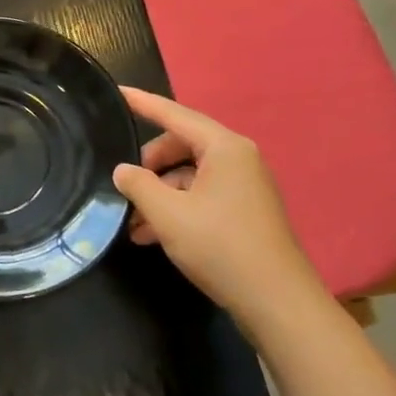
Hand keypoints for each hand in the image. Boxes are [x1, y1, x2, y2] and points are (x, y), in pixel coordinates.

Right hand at [112, 87, 325, 322]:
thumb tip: (122, 170)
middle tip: (123, 187)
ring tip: (132, 223)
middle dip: (148, 165)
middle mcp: (238, 159)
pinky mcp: (244, 212)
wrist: (277, 302)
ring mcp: (244, 186)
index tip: (118, 93)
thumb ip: (138, 185)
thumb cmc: (221, 247)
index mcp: (225, 148)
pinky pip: (201, 196)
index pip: (175, 115)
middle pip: (181, 147)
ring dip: (159, 194)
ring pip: (188, 176)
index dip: (143, 104)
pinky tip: (152, 236)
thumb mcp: (168, 214)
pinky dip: (176, 209)